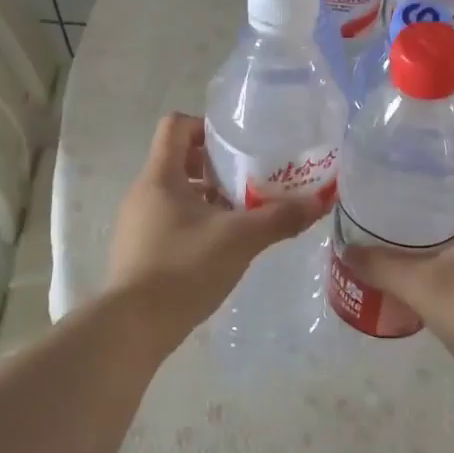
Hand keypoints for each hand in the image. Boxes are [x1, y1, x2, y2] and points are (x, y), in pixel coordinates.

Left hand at [105, 113, 330, 331]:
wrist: (134, 326)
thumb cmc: (184, 268)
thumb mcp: (240, 239)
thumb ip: (279, 218)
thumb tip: (319, 203)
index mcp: (160, 176)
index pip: (176, 126)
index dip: (206, 127)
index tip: (237, 145)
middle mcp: (143, 193)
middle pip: (178, 159)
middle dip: (215, 166)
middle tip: (248, 180)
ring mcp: (137, 223)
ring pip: (176, 193)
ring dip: (207, 197)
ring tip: (241, 214)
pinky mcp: (139, 250)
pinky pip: (169, 221)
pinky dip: (195, 222)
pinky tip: (221, 246)